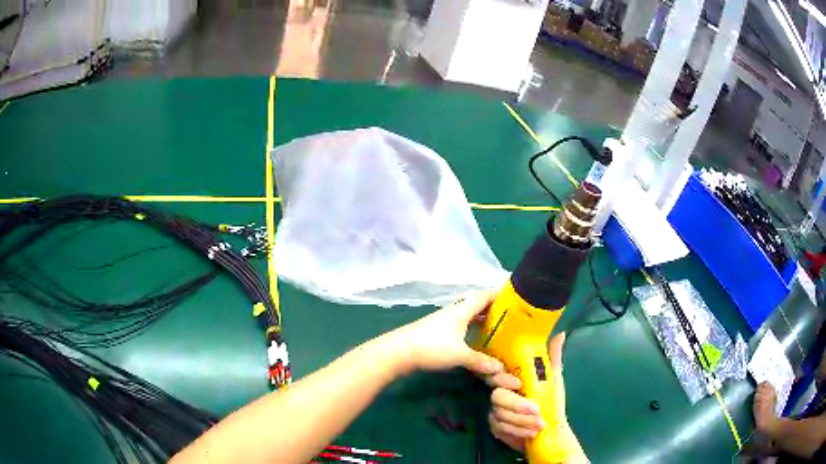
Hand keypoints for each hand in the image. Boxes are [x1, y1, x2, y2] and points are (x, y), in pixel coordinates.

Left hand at [388, 291, 504, 375]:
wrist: (398, 351)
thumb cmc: (431, 347)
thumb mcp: (460, 355)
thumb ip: (481, 361)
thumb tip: (500, 368)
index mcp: (461, 310)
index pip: (483, 296)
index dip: (498, 294)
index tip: (513, 297)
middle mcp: (453, 311)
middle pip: (475, 304)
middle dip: (491, 307)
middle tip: (508, 315)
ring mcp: (442, 321)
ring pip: (466, 315)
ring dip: (480, 318)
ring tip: (495, 327)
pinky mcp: (435, 331)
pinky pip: (459, 325)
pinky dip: (470, 328)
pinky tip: (474, 339)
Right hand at [487, 333, 587, 461]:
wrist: (550, 429)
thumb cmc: (552, 402)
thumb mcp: (554, 379)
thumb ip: (553, 358)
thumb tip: (560, 333)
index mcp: (512, 380)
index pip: (498, 374)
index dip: (503, 378)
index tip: (518, 383)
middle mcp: (500, 394)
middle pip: (498, 397)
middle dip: (517, 405)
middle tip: (537, 409)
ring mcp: (496, 411)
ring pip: (501, 415)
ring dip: (522, 421)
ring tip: (541, 424)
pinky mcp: (496, 428)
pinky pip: (501, 429)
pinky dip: (518, 431)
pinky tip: (531, 432)